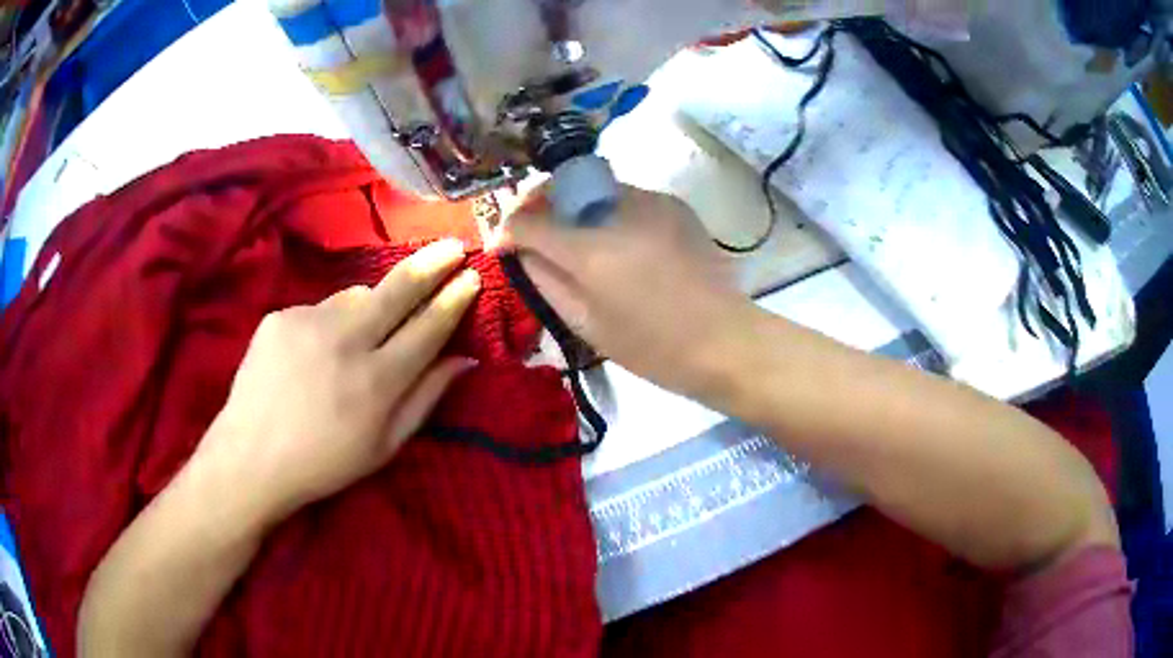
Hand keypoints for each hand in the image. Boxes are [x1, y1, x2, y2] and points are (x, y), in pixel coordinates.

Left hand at [194, 239, 480, 523]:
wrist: (252, 458)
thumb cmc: (325, 463)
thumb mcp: (385, 446)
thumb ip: (426, 398)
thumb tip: (464, 359)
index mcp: (377, 383)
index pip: (427, 328)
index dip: (453, 300)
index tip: (472, 277)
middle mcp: (345, 342)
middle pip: (397, 290)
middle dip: (431, 265)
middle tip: (454, 246)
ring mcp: (307, 323)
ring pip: (356, 296)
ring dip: (373, 304)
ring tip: (362, 335)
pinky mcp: (280, 316)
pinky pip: (320, 308)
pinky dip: (330, 322)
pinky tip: (317, 352)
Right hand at [504, 185, 746, 396]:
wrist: (725, 340)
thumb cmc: (653, 347)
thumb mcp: (587, 324)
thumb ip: (546, 280)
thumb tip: (522, 252)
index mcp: (591, 249)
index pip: (530, 220)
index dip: (508, 229)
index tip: (502, 245)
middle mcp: (618, 210)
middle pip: (561, 187)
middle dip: (539, 204)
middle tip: (534, 232)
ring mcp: (652, 201)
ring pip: (594, 188)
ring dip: (575, 206)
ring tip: (577, 238)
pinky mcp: (674, 204)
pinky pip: (626, 198)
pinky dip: (609, 211)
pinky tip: (619, 242)